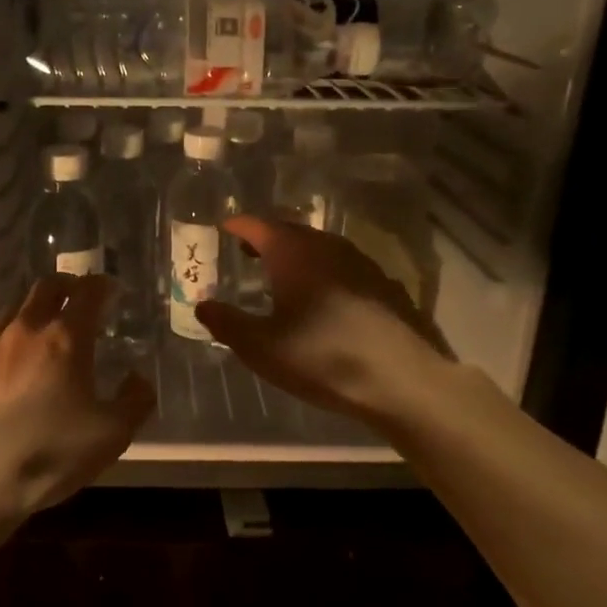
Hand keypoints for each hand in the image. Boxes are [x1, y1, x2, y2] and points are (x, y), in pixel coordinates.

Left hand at [0, 274, 154, 514]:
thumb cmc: (52, 453)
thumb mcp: (112, 435)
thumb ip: (135, 401)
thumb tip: (137, 379)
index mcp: (66, 338)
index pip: (88, 292)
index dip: (102, 286)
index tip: (110, 290)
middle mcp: (25, 329)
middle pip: (46, 288)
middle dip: (65, 287)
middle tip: (75, 299)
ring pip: (11, 311)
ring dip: (30, 314)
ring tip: (36, 335)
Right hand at [196, 216, 451, 420]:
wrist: (402, 380)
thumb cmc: (322, 357)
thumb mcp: (262, 347)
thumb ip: (227, 323)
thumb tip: (203, 305)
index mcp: (294, 253)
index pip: (259, 226)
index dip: (239, 225)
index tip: (224, 227)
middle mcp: (328, 247)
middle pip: (291, 232)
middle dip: (266, 238)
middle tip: (247, 251)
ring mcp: (361, 264)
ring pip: (320, 248)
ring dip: (297, 255)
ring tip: (281, 274)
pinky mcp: (384, 286)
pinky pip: (343, 267)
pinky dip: (323, 272)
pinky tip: (323, 297)